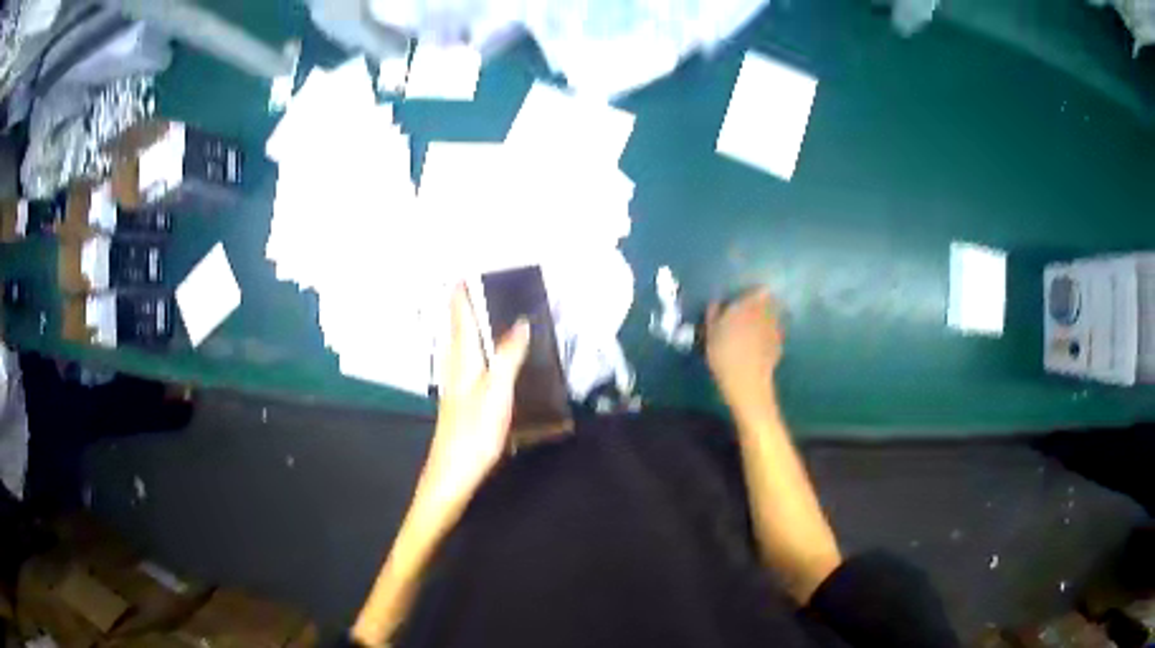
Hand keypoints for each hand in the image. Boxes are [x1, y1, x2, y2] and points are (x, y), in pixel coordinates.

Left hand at [423, 285, 529, 507]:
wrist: (453, 471)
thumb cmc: (475, 431)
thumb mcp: (497, 392)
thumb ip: (508, 356)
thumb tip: (520, 322)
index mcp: (463, 361)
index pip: (461, 320)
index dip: (460, 297)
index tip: (461, 275)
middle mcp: (455, 368)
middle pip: (455, 330)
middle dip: (458, 308)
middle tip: (465, 287)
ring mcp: (455, 385)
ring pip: (457, 346)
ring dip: (462, 326)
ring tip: (470, 312)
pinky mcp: (459, 400)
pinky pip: (463, 361)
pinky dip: (468, 347)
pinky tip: (475, 356)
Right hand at [706, 289, 782, 410]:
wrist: (747, 381)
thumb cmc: (724, 354)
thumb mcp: (710, 333)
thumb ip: (713, 314)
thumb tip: (715, 302)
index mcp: (748, 305)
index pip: (757, 291)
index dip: (752, 294)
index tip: (744, 298)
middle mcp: (766, 313)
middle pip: (768, 302)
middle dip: (761, 304)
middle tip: (750, 311)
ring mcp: (775, 329)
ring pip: (773, 316)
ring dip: (767, 318)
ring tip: (755, 327)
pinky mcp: (779, 344)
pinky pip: (774, 332)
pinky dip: (769, 334)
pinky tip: (760, 343)